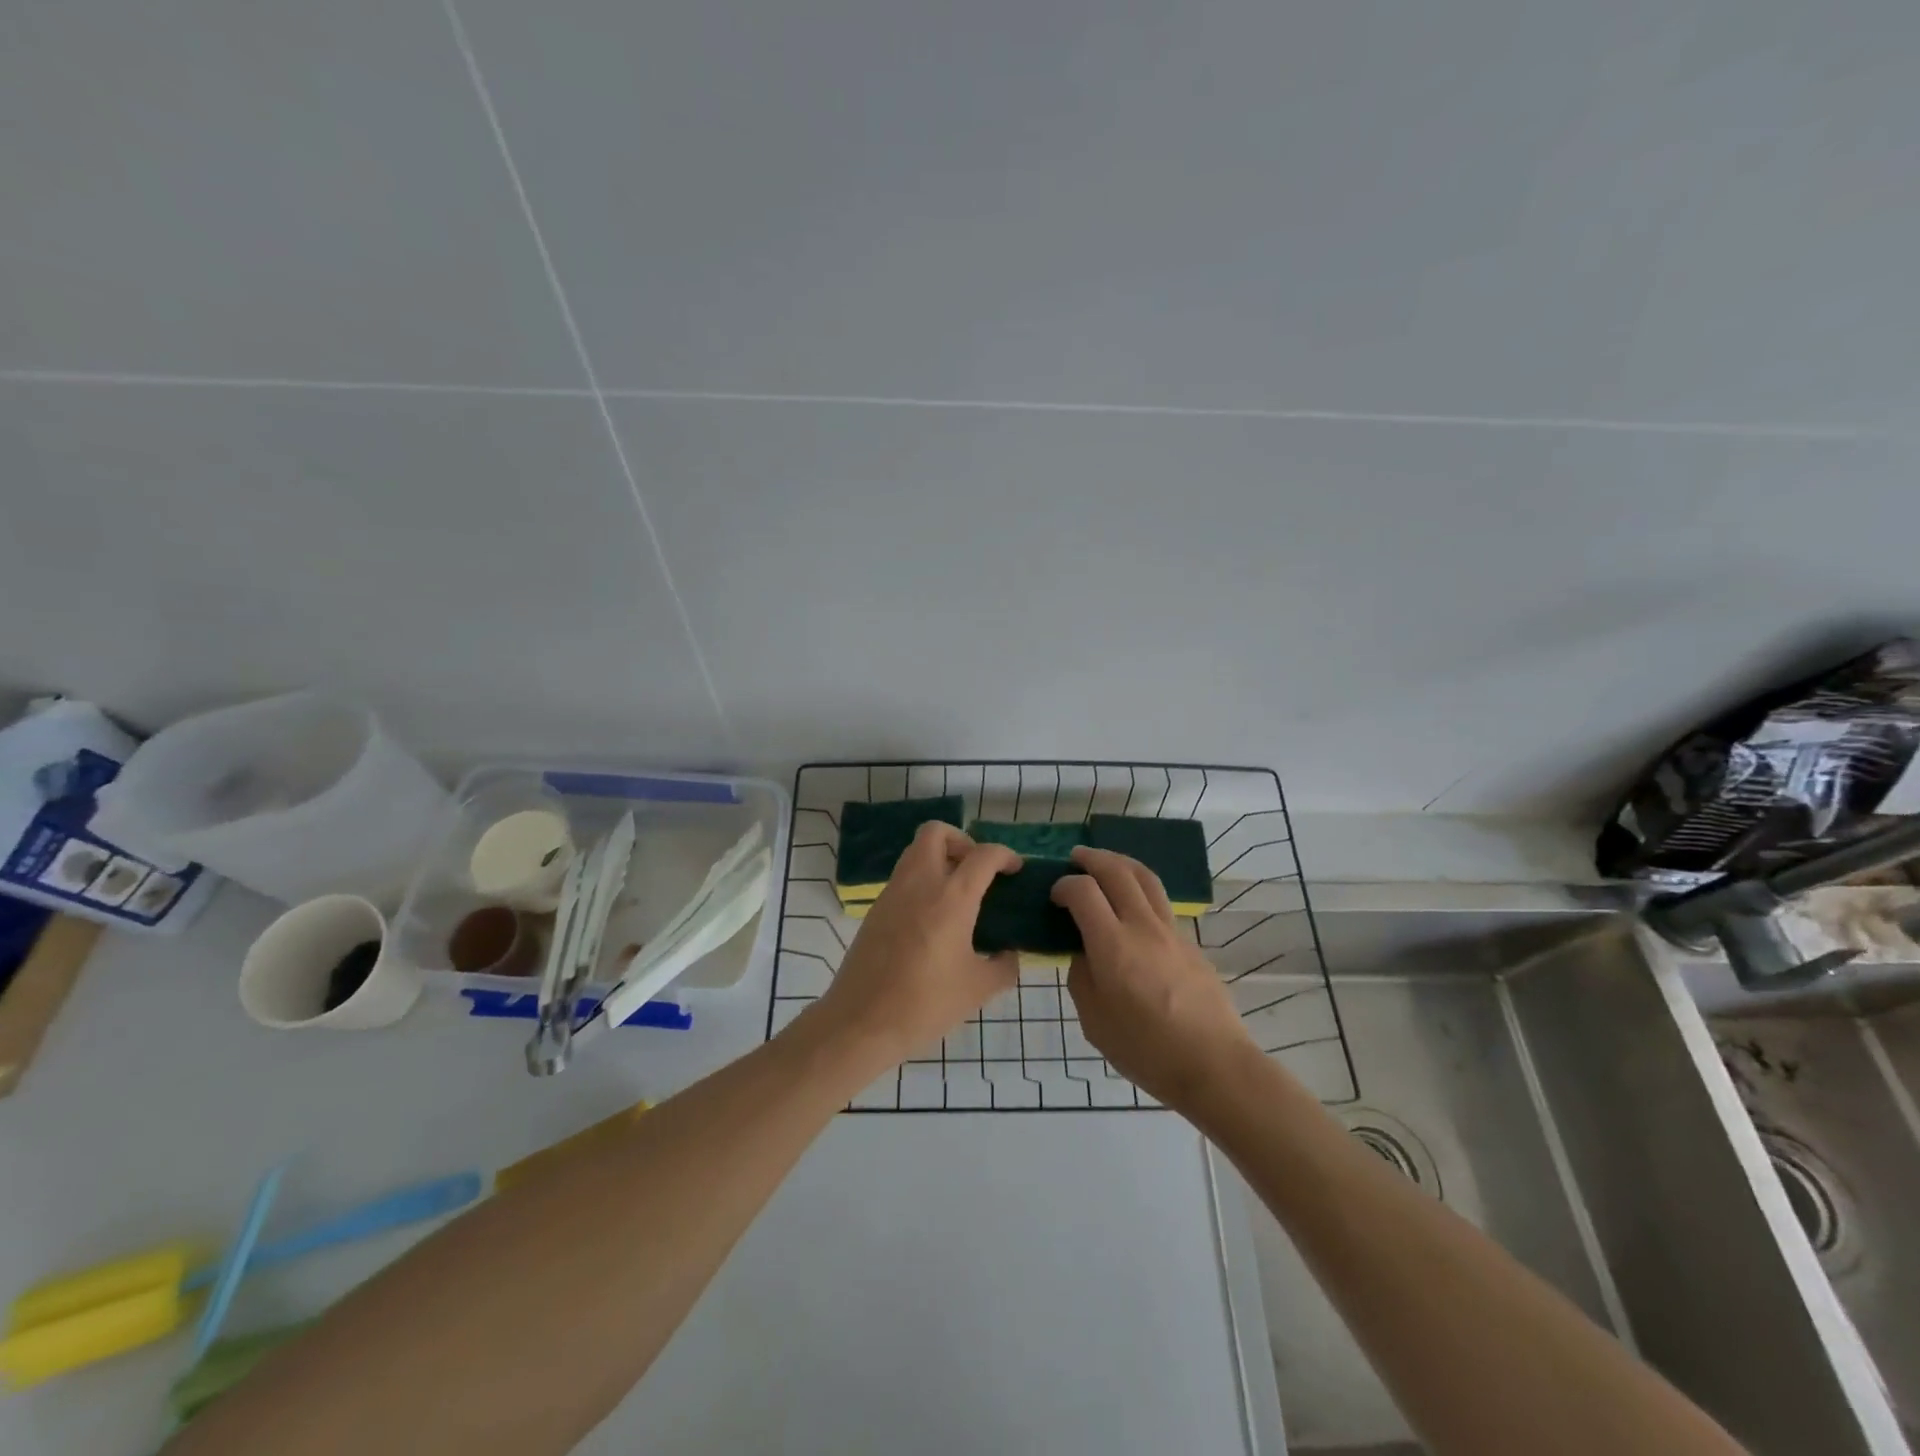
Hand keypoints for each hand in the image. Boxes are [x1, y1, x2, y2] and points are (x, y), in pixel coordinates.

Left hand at [807, 822, 1020, 1071]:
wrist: (861, 1022)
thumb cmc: (925, 1004)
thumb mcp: (978, 989)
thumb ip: (1003, 966)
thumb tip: (1010, 955)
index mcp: (951, 897)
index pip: (983, 855)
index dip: (1005, 855)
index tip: (1015, 870)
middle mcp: (920, 883)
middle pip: (936, 832)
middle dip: (962, 841)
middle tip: (976, 870)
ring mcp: (892, 893)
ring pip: (915, 852)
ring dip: (939, 859)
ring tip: (958, 894)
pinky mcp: (876, 909)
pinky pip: (903, 877)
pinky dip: (922, 881)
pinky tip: (934, 918)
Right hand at [1051, 846, 1257, 1110]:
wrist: (1215, 1065)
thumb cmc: (1146, 1050)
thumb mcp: (1095, 1022)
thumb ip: (1082, 979)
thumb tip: (1085, 954)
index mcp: (1113, 946)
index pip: (1083, 891)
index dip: (1064, 885)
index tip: (1055, 895)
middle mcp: (1142, 927)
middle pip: (1117, 871)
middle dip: (1092, 858)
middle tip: (1075, 859)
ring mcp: (1171, 931)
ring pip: (1146, 878)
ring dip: (1120, 862)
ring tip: (1105, 864)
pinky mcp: (1190, 942)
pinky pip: (1160, 902)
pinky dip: (1140, 889)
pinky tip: (1132, 905)